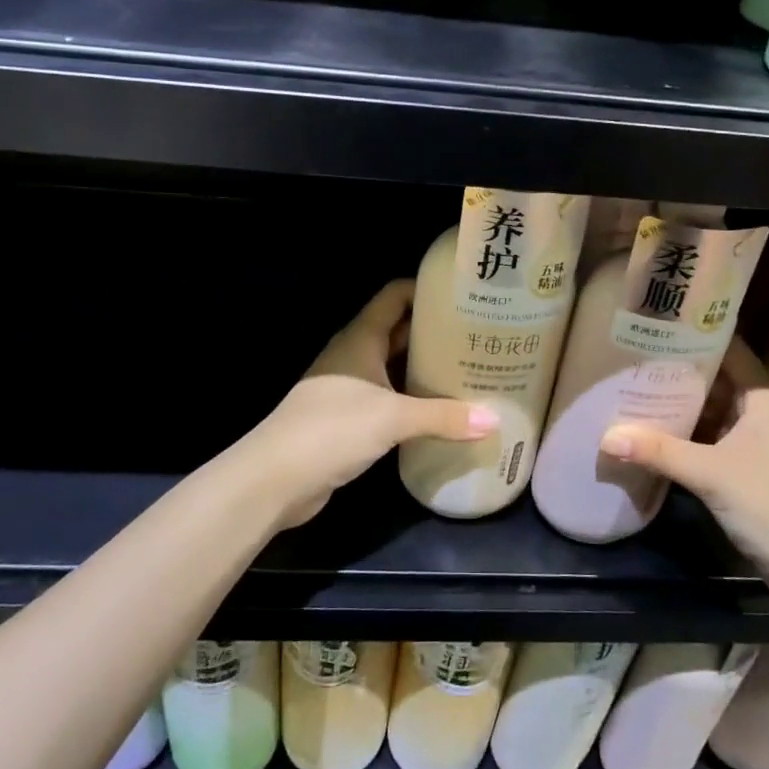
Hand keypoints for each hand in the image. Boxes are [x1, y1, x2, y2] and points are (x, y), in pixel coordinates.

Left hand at [249, 281, 493, 528]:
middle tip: (479, 336)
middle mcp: (355, 355)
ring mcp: (350, 386)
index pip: (395, 296)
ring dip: (425, 367)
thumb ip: (443, 417)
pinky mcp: (349, 417)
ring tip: (471, 369)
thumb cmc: (332, 429)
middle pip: (399, 331)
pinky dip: (413, 398)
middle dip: (435, 331)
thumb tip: (494, 419)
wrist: (275, 478)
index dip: (426, 290)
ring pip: (395, 366)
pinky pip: (389, 397)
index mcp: (361, 338)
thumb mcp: (392, 418)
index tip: (465, 295)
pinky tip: (442, 410)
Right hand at [598, 337, 768, 578]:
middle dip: (675, 372)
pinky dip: (686, 432)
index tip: (654, 325)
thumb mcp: (710, 474)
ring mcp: (757, 440)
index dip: (693, 336)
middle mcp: (763, 411)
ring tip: (632, 387)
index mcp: (765, 398)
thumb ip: (658, 452)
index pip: (727, 351)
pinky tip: (652, 429)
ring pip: (711, 410)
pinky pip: (711, 436)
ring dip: (678, 404)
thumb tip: (605, 437)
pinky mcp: (749, 466)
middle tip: (630, 357)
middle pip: (715, 380)